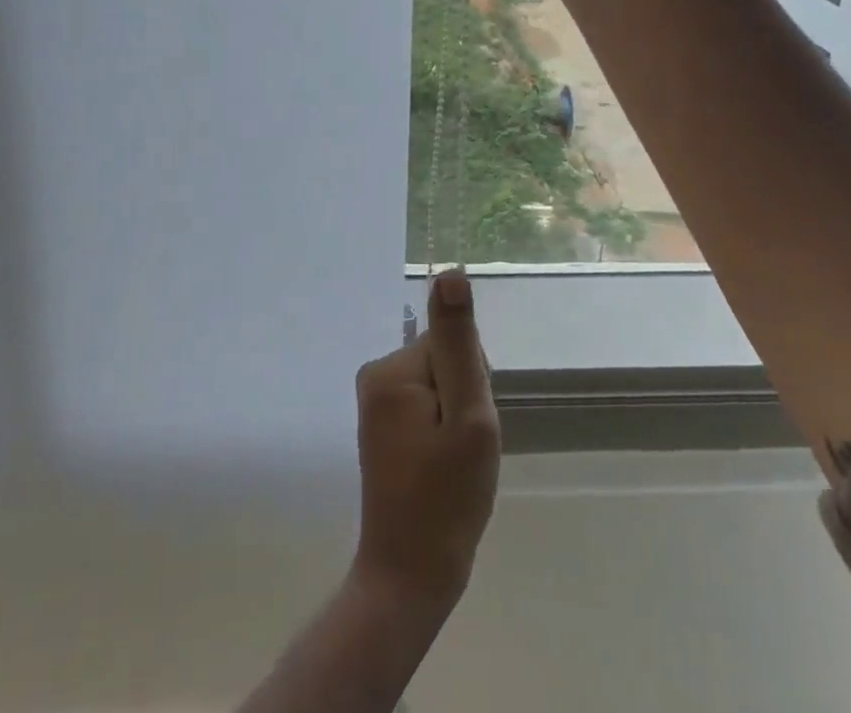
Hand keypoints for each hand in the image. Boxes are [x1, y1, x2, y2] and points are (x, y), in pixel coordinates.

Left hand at [350, 270, 501, 612]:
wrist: (409, 577)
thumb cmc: (446, 500)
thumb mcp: (468, 417)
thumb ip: (460, 343)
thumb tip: (450, 273)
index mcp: (391, 369)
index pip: (454, 345)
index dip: (475, 384)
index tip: (470, 426)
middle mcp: (376, 375)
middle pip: (445, 361)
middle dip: (465, 400)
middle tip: (463, 450)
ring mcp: (376, 402)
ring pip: (441, 385)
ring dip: (457, 418)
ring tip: (453, 463)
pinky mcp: (382, 425)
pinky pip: (427, 407)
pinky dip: (444, 432)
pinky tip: (442, 467)